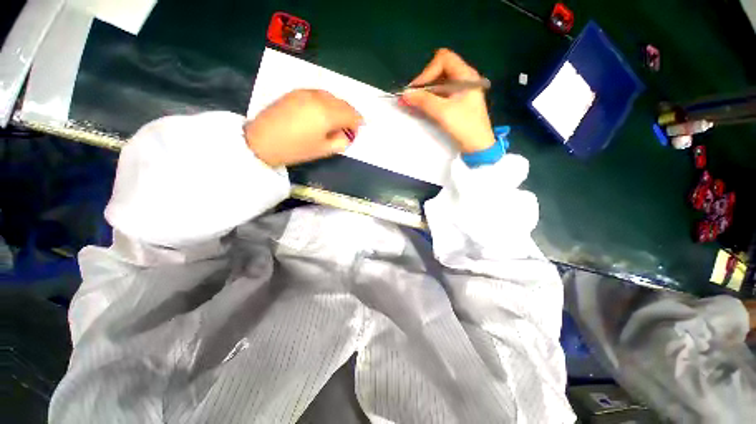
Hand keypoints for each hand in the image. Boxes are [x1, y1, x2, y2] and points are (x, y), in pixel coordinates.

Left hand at [244, 89, 362, 166]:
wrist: (262, 141)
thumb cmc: (295, 149)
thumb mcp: (323, 150)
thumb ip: (340, 142)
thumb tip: (347, 135)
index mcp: (327, 114)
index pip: (351, 114)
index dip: (358, 122)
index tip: (359, 129)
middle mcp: (319, 99)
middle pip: (342, 103)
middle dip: (349, 114)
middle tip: (350, 125)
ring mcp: (306, 93)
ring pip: (331, 96)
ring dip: (338, 106)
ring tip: (337, 119)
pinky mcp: (296, 92)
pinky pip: (318, 94)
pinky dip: (326, 101)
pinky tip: (323, 111)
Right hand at [401, 49, 495, 153]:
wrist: (478, 146)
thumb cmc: (464, 126)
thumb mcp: (443, 112)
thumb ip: (424, 101)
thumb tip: (405, 94)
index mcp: (465, 75)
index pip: (443, 59)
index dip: (427, 71)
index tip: (417, 90)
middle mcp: (463, 79)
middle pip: (438, 71)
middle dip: (422, 83)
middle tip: (410, 98)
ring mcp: (459, 91)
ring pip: (437, 84)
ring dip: (423, 93)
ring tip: (410, 104)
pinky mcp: (455, 102)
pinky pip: (439, 95)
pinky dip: (428, 100)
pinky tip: (418, 108)